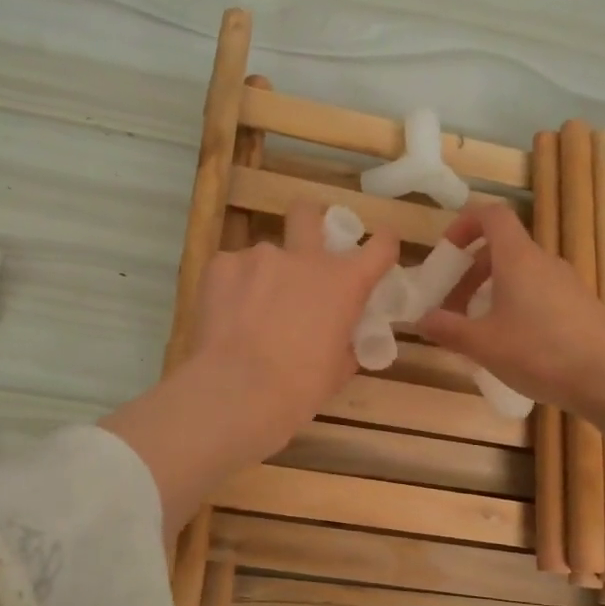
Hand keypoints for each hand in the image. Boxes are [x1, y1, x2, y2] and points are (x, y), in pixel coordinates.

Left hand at [187, 200, 400, 455]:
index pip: (380, 246)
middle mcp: (304, 257)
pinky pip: (230, 268)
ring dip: (263, 275)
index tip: (379, 245)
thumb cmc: (299, 388)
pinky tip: (225, 316)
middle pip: (307, 213)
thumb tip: (342, 337)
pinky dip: (232, 287)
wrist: (239, 391)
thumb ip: (345, 341)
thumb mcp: (338, 369)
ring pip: (264, 254)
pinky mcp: (221, 264)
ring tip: (248, 311)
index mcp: (344, 282)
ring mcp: (260, 256)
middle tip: (300, 252)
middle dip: (308, 222)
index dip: (383, 243)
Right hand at [418, 201, 604, 413]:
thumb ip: (447, 328)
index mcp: (517, 258)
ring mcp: (566, 284)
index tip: (445, 253)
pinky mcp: (580, 308)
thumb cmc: (540, 352)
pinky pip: (538, 295)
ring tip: (476, 333)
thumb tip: (421, 319)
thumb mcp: (483, 344)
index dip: (464, 224)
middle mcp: (543, 262)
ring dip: (490, 295)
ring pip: (519, 276)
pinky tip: (510, 347)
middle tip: (451, 309)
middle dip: (469, 274)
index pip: (491, 215)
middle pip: (501, 250)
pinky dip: (515, 309)